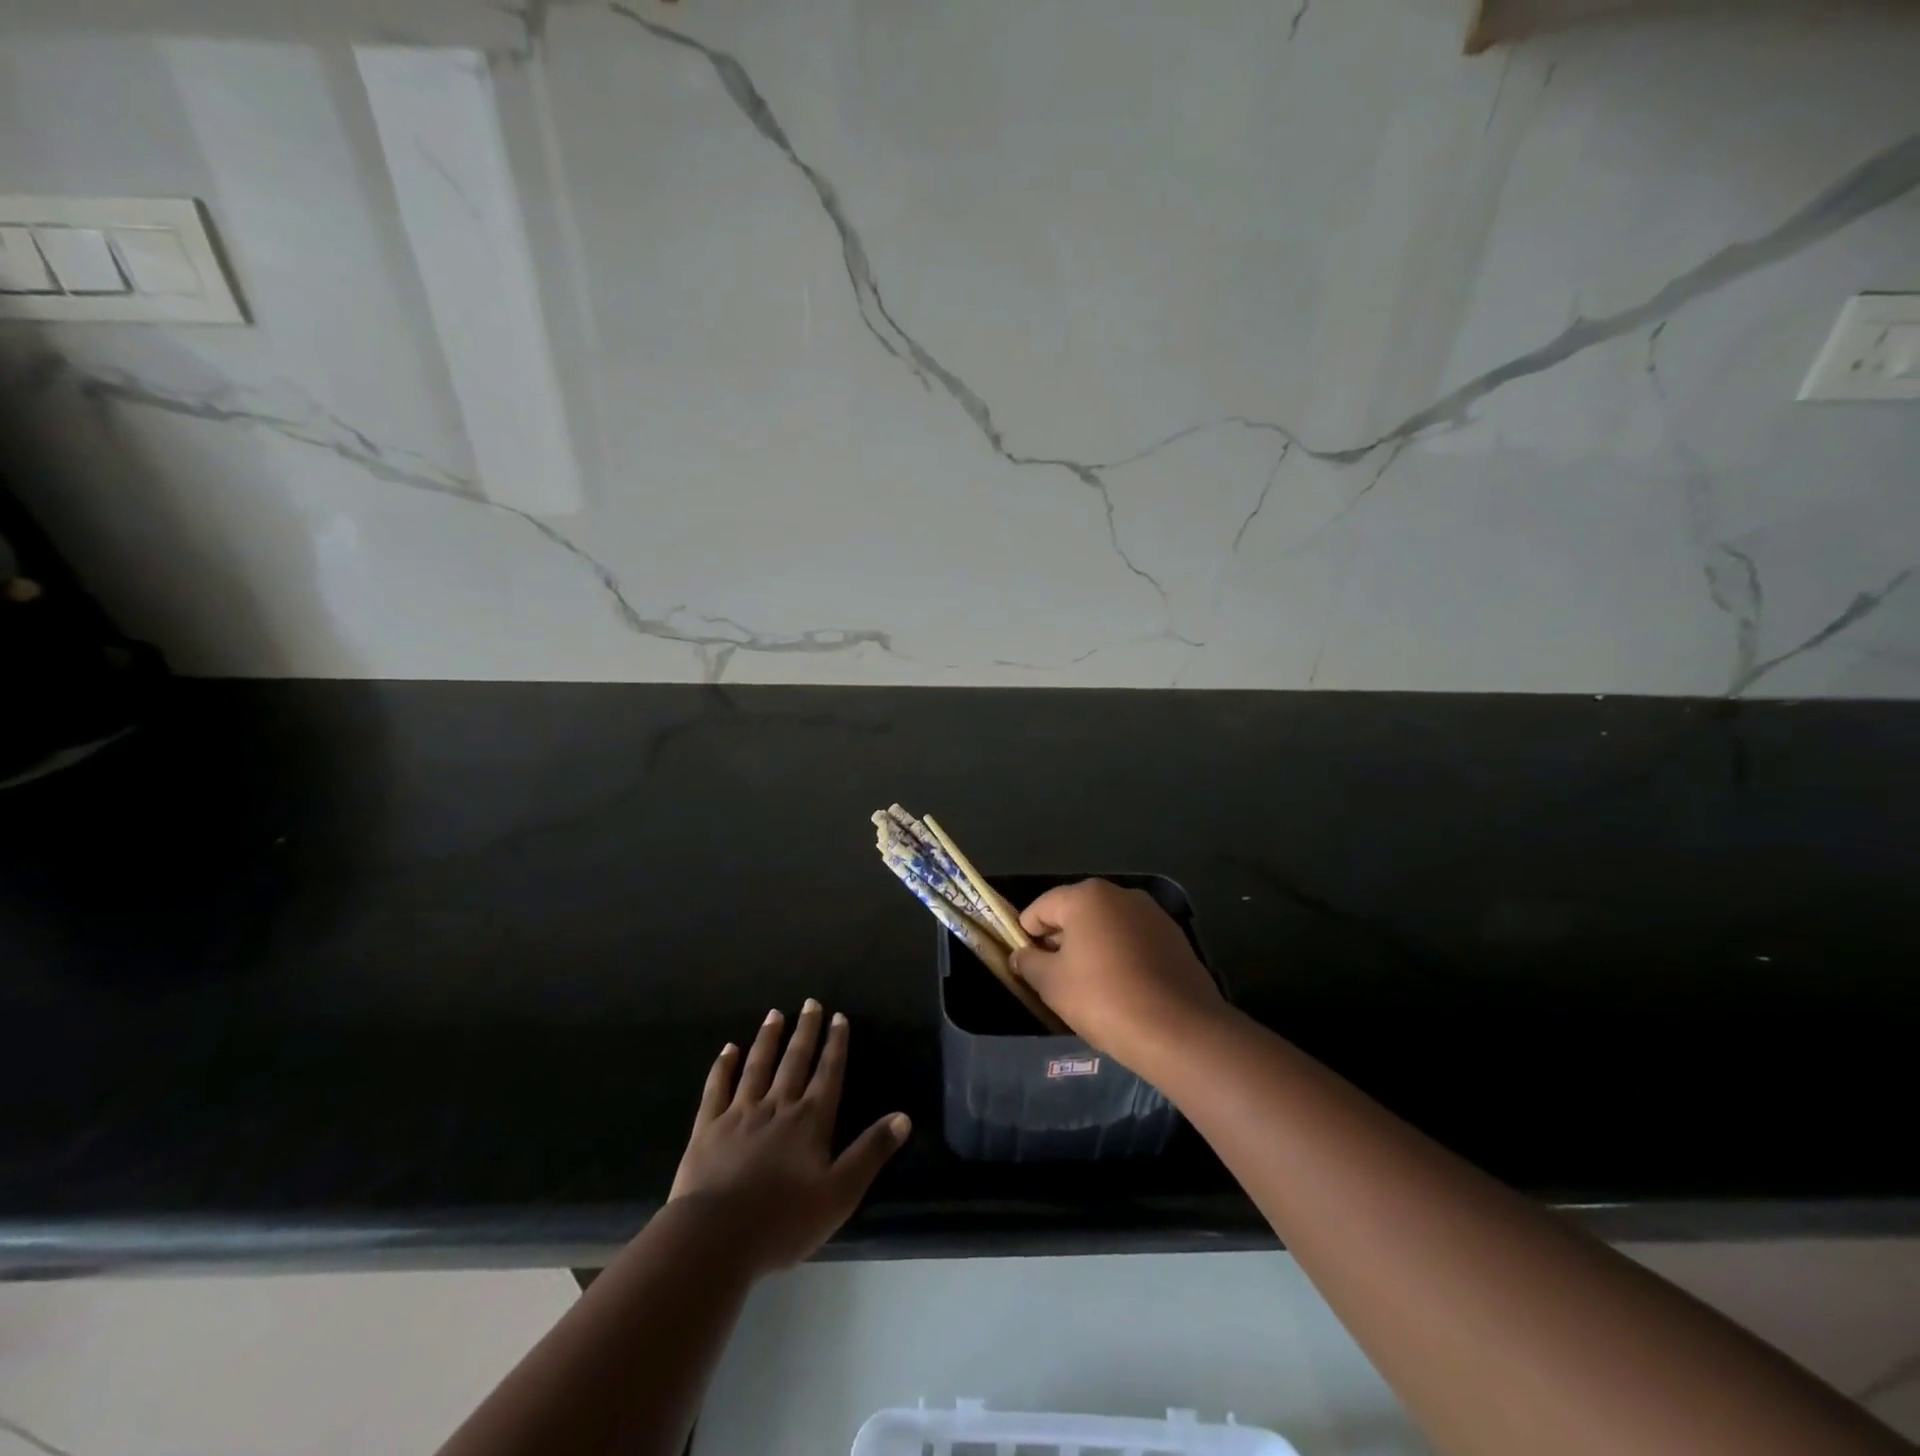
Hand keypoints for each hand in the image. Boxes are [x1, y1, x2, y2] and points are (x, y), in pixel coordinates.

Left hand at [668, 1000, 909, 1273]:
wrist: (715, 1238)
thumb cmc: (783, 1221)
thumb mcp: (840, 1194)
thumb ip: (871, 1152)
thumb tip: (904, 1116)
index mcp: (810, 1120)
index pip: (828, 1073)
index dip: (835, 1044)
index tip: (838, 1017)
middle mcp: (777, 1106)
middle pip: (794, 1061)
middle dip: (806, 1031)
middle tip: (810, 1003)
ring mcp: (740, 1114)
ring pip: (757, 1067)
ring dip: (768, 1039)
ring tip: (774, 1014)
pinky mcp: (708, 1128)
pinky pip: (717, 1088)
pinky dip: (723, 1067)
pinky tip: (728, 1049)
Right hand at [1013, 879, 1227, 1066]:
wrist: (1179, 1031)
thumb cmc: (1103, 999)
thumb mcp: (1052, 984)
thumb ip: (1029, 963)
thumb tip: (1021, 955)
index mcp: (1087, 896)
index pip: (1041, 908)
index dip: (1026, 935)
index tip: (1024, 964)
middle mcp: (1121, 895)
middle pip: (1076, 913)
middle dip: (1060, 941)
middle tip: (1053, 978)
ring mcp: (1153, 915)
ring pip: (1107, 927)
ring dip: (1092, 948)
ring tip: (1088, 988)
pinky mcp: (1175, 939)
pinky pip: (1134, 942)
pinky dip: (1121, 957)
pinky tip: (1121, 990)